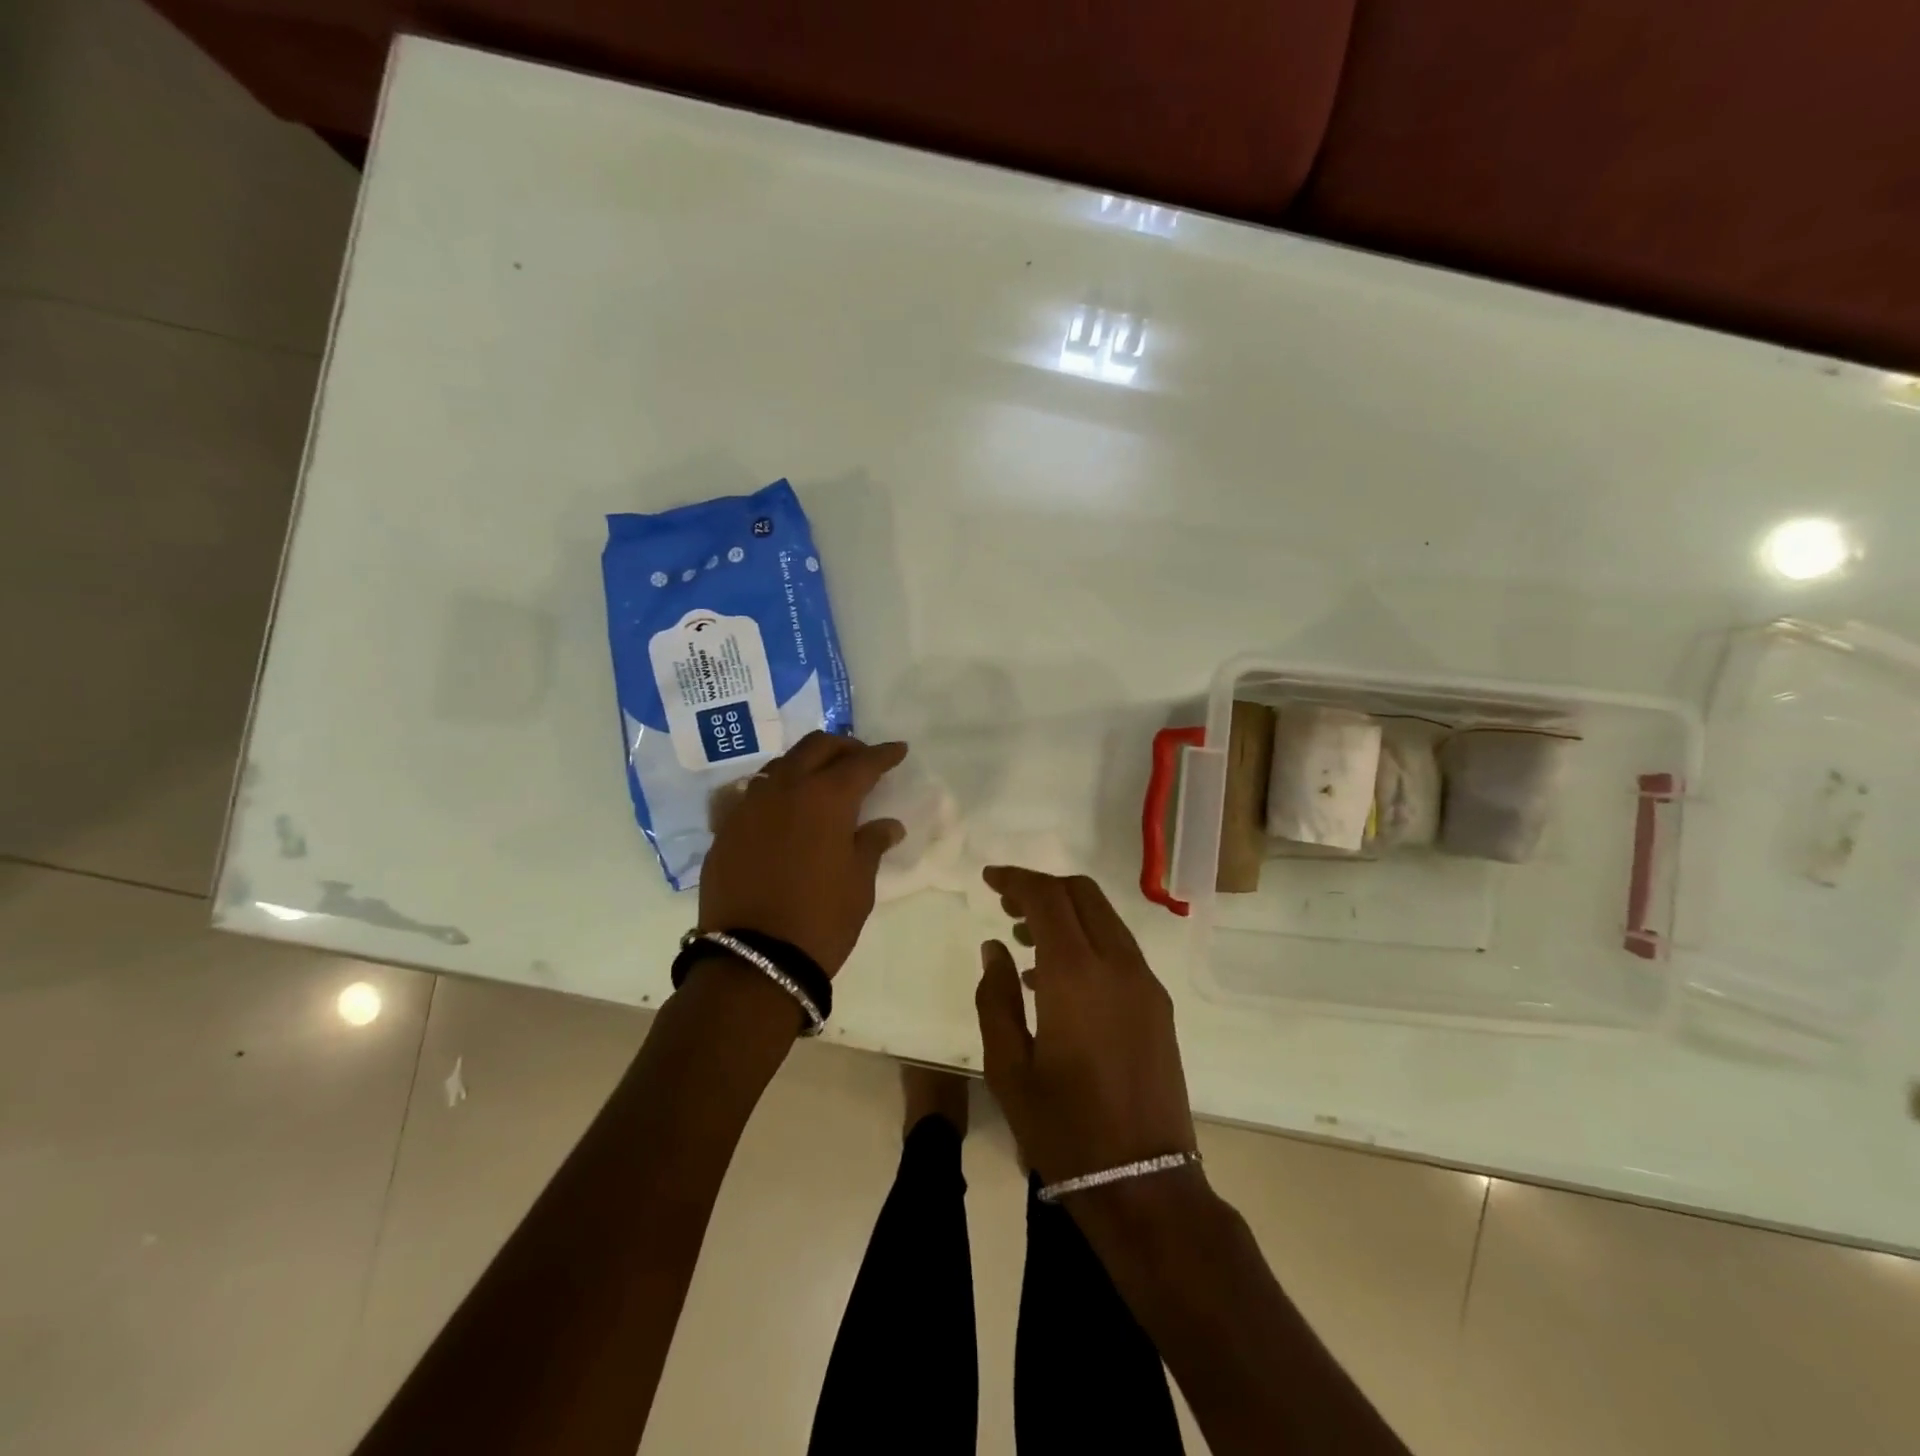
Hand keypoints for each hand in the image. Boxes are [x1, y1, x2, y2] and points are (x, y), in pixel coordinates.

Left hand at [699, 732, 906, 975]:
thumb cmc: (821, 919)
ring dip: (807, 764)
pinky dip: (777, 791)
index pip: (862, 763)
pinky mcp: (726, 828)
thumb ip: (872, 844)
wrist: (754, 960)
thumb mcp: (859, 883)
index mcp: (826, 797)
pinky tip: (786, 810)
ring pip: (781, 765)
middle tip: (860, 760)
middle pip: (816, 747)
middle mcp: (785, 789)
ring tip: (822, 780)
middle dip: (843, 747)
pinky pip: (755, 793)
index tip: (898, 750)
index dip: (884, 755)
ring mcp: (749, 806)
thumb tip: (888, 825)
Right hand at [974, 867, 1196, 1185]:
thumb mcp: (1008, 1067)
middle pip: (1082, 895)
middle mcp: (1118, 965)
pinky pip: (1119, 949)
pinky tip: (1055, 977)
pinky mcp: (1158, 1005)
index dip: (1016, 880)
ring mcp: (1145, 984)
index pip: (1047, 897)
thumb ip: (995, 998)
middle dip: (1043, 888)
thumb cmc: (1064, 1129)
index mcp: (1076, 975)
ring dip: (1066, 913)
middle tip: (1006, 905)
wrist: (1144, 1184)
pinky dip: (1087, 940)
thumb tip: (995, 948)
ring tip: (1024, 939)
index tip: (988, 879)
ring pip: (1105, 918)